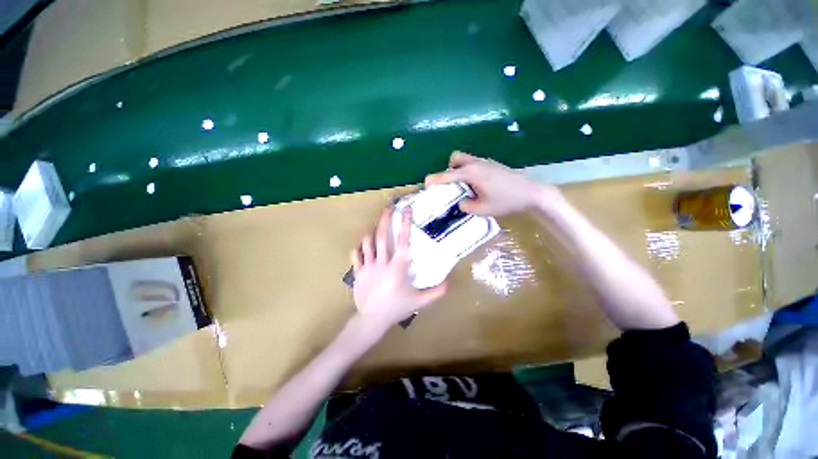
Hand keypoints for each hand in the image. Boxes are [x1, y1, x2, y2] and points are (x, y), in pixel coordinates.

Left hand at [351, 206, 447, 330]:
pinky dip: (359, 247)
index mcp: (398, 267)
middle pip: (382, 236)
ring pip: (367, 242)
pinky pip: (356, 254)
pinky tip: (363, 246)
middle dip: (385, 219)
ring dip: (372, 232)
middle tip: (388, 207)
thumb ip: (436, 292)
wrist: (372, 320)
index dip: (406, 224)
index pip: (403, 241)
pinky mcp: (358, 272)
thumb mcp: (419, 301)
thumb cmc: (396, 308)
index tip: (407, 210)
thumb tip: (450, 282)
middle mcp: (382, 262)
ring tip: (376, 227)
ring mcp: (368, 266)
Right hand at [425, 151, 559, 216]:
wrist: (531, 192)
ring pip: (465, 160)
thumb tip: (461, 202)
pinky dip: (469, 172)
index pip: (447, 175)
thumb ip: (466, 206)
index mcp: (471, 174)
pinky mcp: (492, 164)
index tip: (426, 183)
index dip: (435, 179)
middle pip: (455, 158)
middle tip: (452, 184)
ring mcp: (486, 162)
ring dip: (459, 170)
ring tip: (465, 187)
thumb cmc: (506, 201)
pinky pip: (474, 164)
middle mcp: (476, 164)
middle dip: (449, 169)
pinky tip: (478, 186)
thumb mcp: (482, 209)